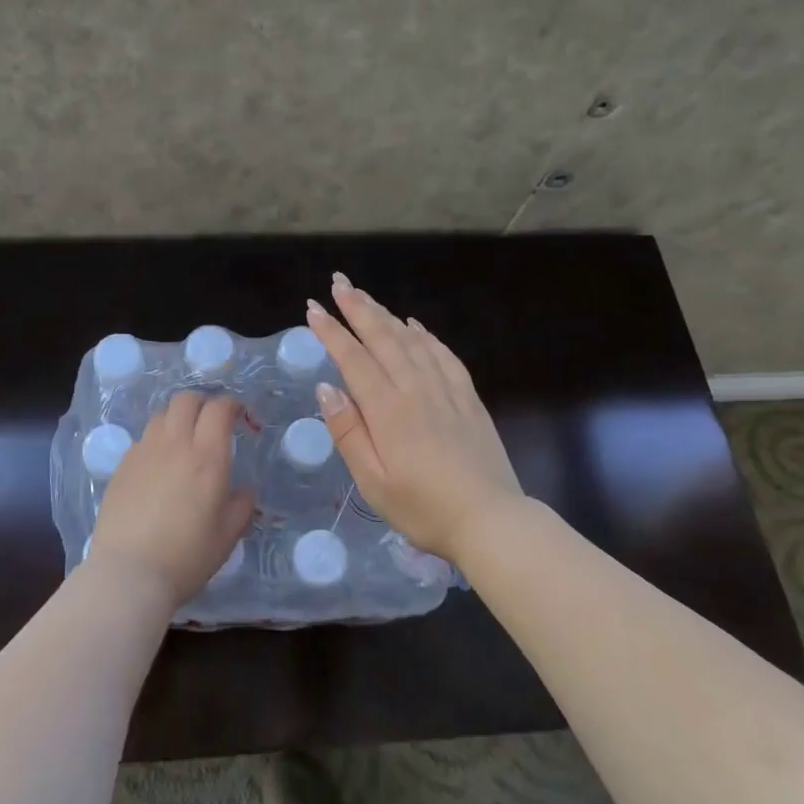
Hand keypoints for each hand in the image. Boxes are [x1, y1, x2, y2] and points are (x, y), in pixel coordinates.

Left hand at [88, 390, 255, 606]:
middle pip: (186, 399)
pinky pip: (143, 438)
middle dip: (203, 402)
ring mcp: (144, 451)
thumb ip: (242, 506)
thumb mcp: (227, 535)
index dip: (232, 405)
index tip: (239, 416)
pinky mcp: (123, 465)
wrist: (129, 573)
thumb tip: (245, 490)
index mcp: (207, 457)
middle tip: (211, 421)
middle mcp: (175, 444)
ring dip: (177, 418)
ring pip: (162, 414)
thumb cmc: (187, 556)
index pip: (219, 408)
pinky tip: (159, 464)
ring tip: (184, 439)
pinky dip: (157, 440)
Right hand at [305, 274, 525, 563]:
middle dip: (358, 307)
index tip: (313, 308)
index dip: (332, 331)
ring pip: (411, 340)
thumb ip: (349, 433)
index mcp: (388, 410)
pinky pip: (444, 355)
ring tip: (365, 296)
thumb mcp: (373, 482)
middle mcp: (416, 389)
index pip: (354, 359)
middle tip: (338, 283)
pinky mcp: (468, 397)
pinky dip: (426, 335)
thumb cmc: (423, 508)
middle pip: (383, 338)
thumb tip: (328, 388)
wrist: (491, 521)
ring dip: (386, 314)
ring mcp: (446, 390)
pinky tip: (415, 326)